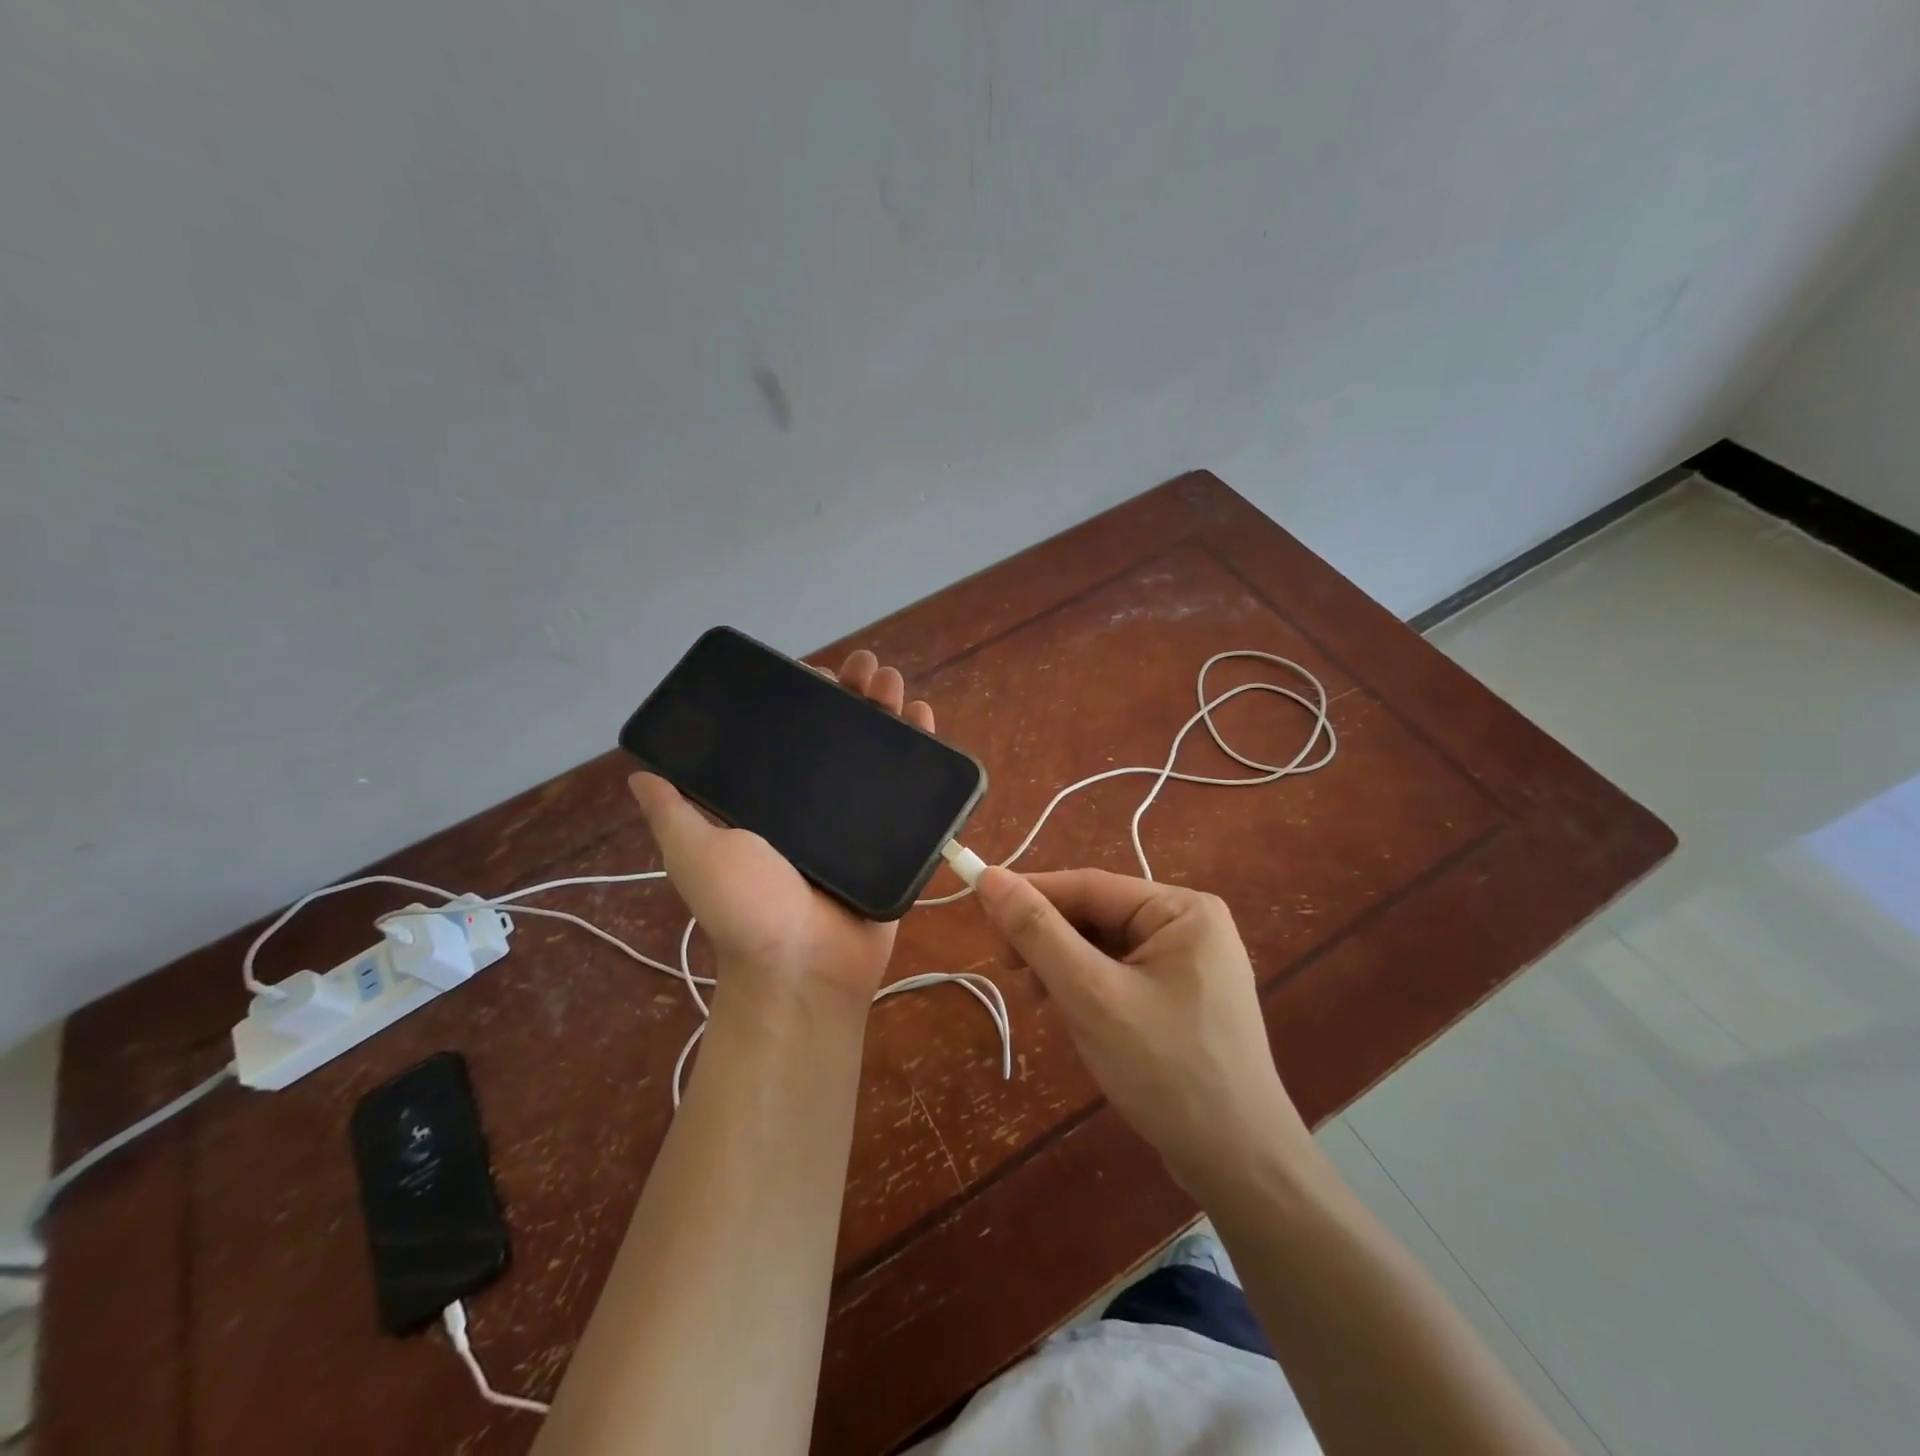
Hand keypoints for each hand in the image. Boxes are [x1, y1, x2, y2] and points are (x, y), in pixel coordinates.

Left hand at [629, 650, 933, 1010]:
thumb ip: (674, 812)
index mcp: (772, 800)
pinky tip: (923, 716)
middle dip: (853, 694)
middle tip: (865, 669)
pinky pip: (912, 786)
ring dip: (886, 709)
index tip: (816, 673)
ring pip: (877, 751)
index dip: (803, 699)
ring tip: (892, 681)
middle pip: (839, 734)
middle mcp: (815, 803)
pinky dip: (920, 748)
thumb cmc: (748, 908)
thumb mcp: (696, 853)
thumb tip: (641, 770)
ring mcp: (859, 818)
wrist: (807, 967)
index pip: (788, 734)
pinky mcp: (894, 835)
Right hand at [975, 867, 1311, 1195]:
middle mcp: (1190, 924)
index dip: (1030, 893)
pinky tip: (1072, 1015)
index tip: (980, 910)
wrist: (1240, 1165)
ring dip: (1064, 966)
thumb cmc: (1166, 1070)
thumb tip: (989, 877)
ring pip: (1105, 946)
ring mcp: (1191, 963)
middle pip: (1098, 914)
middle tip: (1008, 970)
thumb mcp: (1091, 995)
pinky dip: (1088, 987)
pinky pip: (1122, 973)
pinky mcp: (1183, 997)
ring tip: (1039, 1000)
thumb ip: (1038, 933)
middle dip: (1049, 939)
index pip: (1089, 885)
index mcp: (1182, 908)